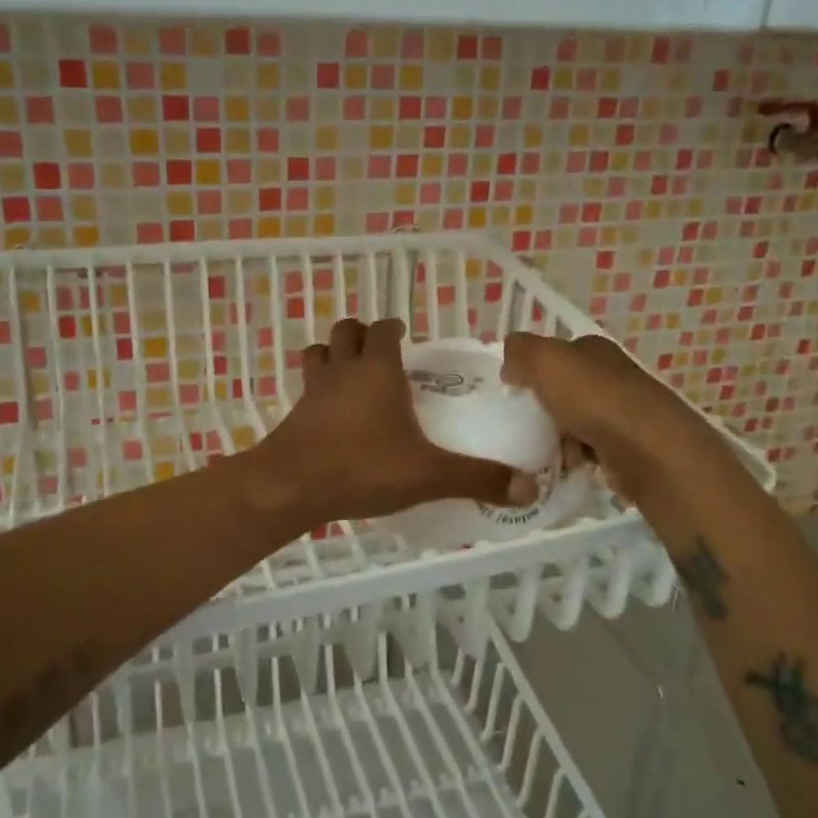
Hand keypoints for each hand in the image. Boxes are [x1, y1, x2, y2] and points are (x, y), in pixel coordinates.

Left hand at [253, 319, 535, 525]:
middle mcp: (343, 370)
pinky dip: (318, 388)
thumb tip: (528, 488)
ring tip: (353, 376)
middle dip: (363, 335)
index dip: (396, 329)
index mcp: (378, 370)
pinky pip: (306, 386)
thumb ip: (477, 478)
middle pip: (347, 331)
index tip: (409, 340)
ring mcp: (313, 390)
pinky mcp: (294, 413)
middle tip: (384, 357)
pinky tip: (331, 415)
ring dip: (335, 354)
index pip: (386, 329)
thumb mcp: (428, 476)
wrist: (290, 487)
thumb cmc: (362, 468)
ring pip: (320, 352)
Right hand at [501, 332, 718, 495]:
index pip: (557, 353)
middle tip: (523, 424)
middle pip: (565, 389)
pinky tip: (567, 466)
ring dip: (557, 436)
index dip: (533, 369)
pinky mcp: (630, 447)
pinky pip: (591, 449)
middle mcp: (613, 375)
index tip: (513, 392)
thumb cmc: (593, 399)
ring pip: (576, 420)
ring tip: (543, 450)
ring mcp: (624, 412)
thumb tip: (510, 364)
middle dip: (544, 407)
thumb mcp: (545, 361)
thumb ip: (520, 352)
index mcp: (595, 349)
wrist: (648, 451)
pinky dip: (576, 458)